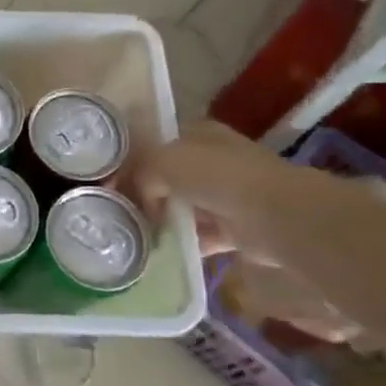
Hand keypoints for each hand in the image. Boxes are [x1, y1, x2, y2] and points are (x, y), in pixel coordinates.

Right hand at [123, 121, 291, 258]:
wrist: (273, 215)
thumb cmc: (216, 176)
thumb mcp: (163, 161)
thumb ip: (141, 172)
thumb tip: (140, 196)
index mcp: (200, 133)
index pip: (159, 142)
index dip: (136, 159)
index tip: (113, 181)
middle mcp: (215, 160)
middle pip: (171, 176)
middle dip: (148, 193)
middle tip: (121, 209)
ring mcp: (227, 194)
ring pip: (184, 206)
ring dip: (165, 220)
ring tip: (135, 233)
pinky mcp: (236, 228)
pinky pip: (200, 235)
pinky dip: (183, 244)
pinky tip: (160, 252)